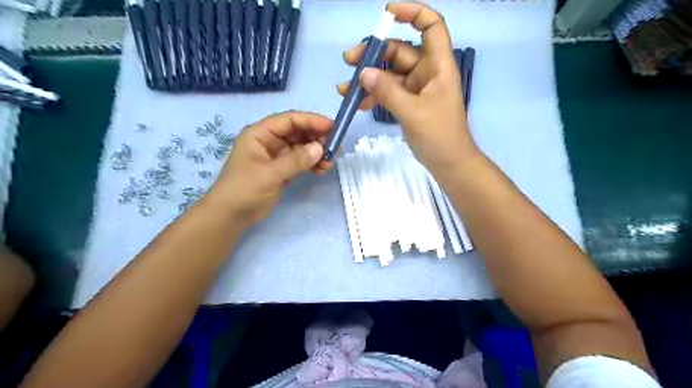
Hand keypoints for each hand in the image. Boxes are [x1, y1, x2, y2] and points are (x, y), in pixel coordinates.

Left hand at [204, 111, 334, 223]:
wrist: (231, 216)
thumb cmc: (244, 189)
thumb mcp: (270, 173)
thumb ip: (296, 160)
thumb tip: (320, 148)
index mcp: (260, 133)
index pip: (289, 120)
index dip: (312, 121)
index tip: (333, 127)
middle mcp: (270, 141)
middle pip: (298, 132)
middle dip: (317, 138)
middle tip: (336, 148)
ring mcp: (278, 156)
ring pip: (302, 147)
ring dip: (317, 153)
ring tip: (330, 162)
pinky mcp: (283, 170)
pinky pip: (302, 162)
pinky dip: (313, 164)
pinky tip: (322, 170)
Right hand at [337, 0, 478, 177]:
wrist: (449, 164)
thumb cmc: (439, 136)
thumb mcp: (413, 112)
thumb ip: (388, 92)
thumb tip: (364, 73)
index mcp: (438, 66)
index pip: (431, 26)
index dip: (412, 13)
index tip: (387, 13)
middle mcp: (427, 72)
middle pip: (400, 51)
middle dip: (374, 54)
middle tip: (349, 61)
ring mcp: (417, 89)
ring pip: (390, 74)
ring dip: (369, 78)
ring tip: (345, 88)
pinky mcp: (409, 104)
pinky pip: (389, 92)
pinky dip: (374, 95)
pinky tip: (357, 103)